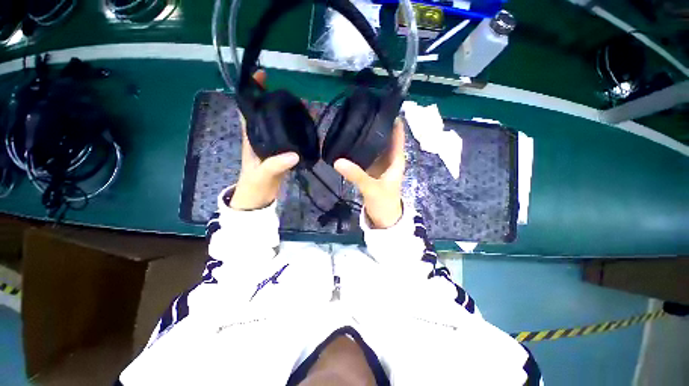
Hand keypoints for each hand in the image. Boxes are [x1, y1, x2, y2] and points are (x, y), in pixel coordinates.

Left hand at [230, 71, 299, 210]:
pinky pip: (284, 137)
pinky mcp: (278, 154)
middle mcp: (259, 137)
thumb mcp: (263, 174)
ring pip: (275, 125)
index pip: (248, 110)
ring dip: (284, 115)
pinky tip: (302, 128)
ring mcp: (270, 146)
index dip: (252, 92)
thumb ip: (276, 165)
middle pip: (264, 114)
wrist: (258, 199)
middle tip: (290, 94)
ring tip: (299, 107)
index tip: (261, 76)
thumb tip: (294, 154)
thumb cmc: (254, 185)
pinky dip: (291, 130)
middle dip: (273, 100)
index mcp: (250, 137)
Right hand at [334, 118, 404, 228]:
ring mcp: (379, 164)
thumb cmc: (384, 203)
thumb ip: (357, 175)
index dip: (393, 120)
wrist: (384, 219)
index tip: (382, 105)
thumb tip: (338, 161)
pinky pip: (367, 155)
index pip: (397, 134)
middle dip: (376, 125)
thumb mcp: (372, 188)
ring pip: (375, 146)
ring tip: (355, 122)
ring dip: (368, 136)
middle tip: (362, 110)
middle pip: (385, 137)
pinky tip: (351, 142)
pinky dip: (361, 148)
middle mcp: (389, 158)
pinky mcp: (371, 170)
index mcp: (396, 159)